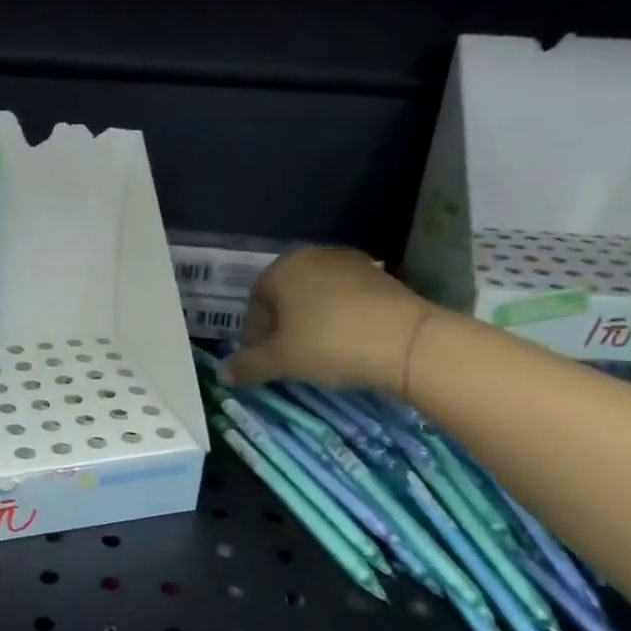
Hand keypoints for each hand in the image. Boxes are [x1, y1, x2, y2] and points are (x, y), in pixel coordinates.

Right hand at [223, 246, 437, 395]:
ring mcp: (351, 263)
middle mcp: (313, 256)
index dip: (253, 335)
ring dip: (310, 324)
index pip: (255, 302)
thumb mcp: (281, 361)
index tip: (260, 362)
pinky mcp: (381, 277)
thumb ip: (248, 365)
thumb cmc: (329, 344)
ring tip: (316, 355)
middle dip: (281, 328)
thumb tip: (223, 373)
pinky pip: (346, 301)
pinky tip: (346, 345)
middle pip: (286, 296)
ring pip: (316, 298)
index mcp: (282, 268)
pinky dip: (338, 321)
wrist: (407, 341)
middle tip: (285, 360)